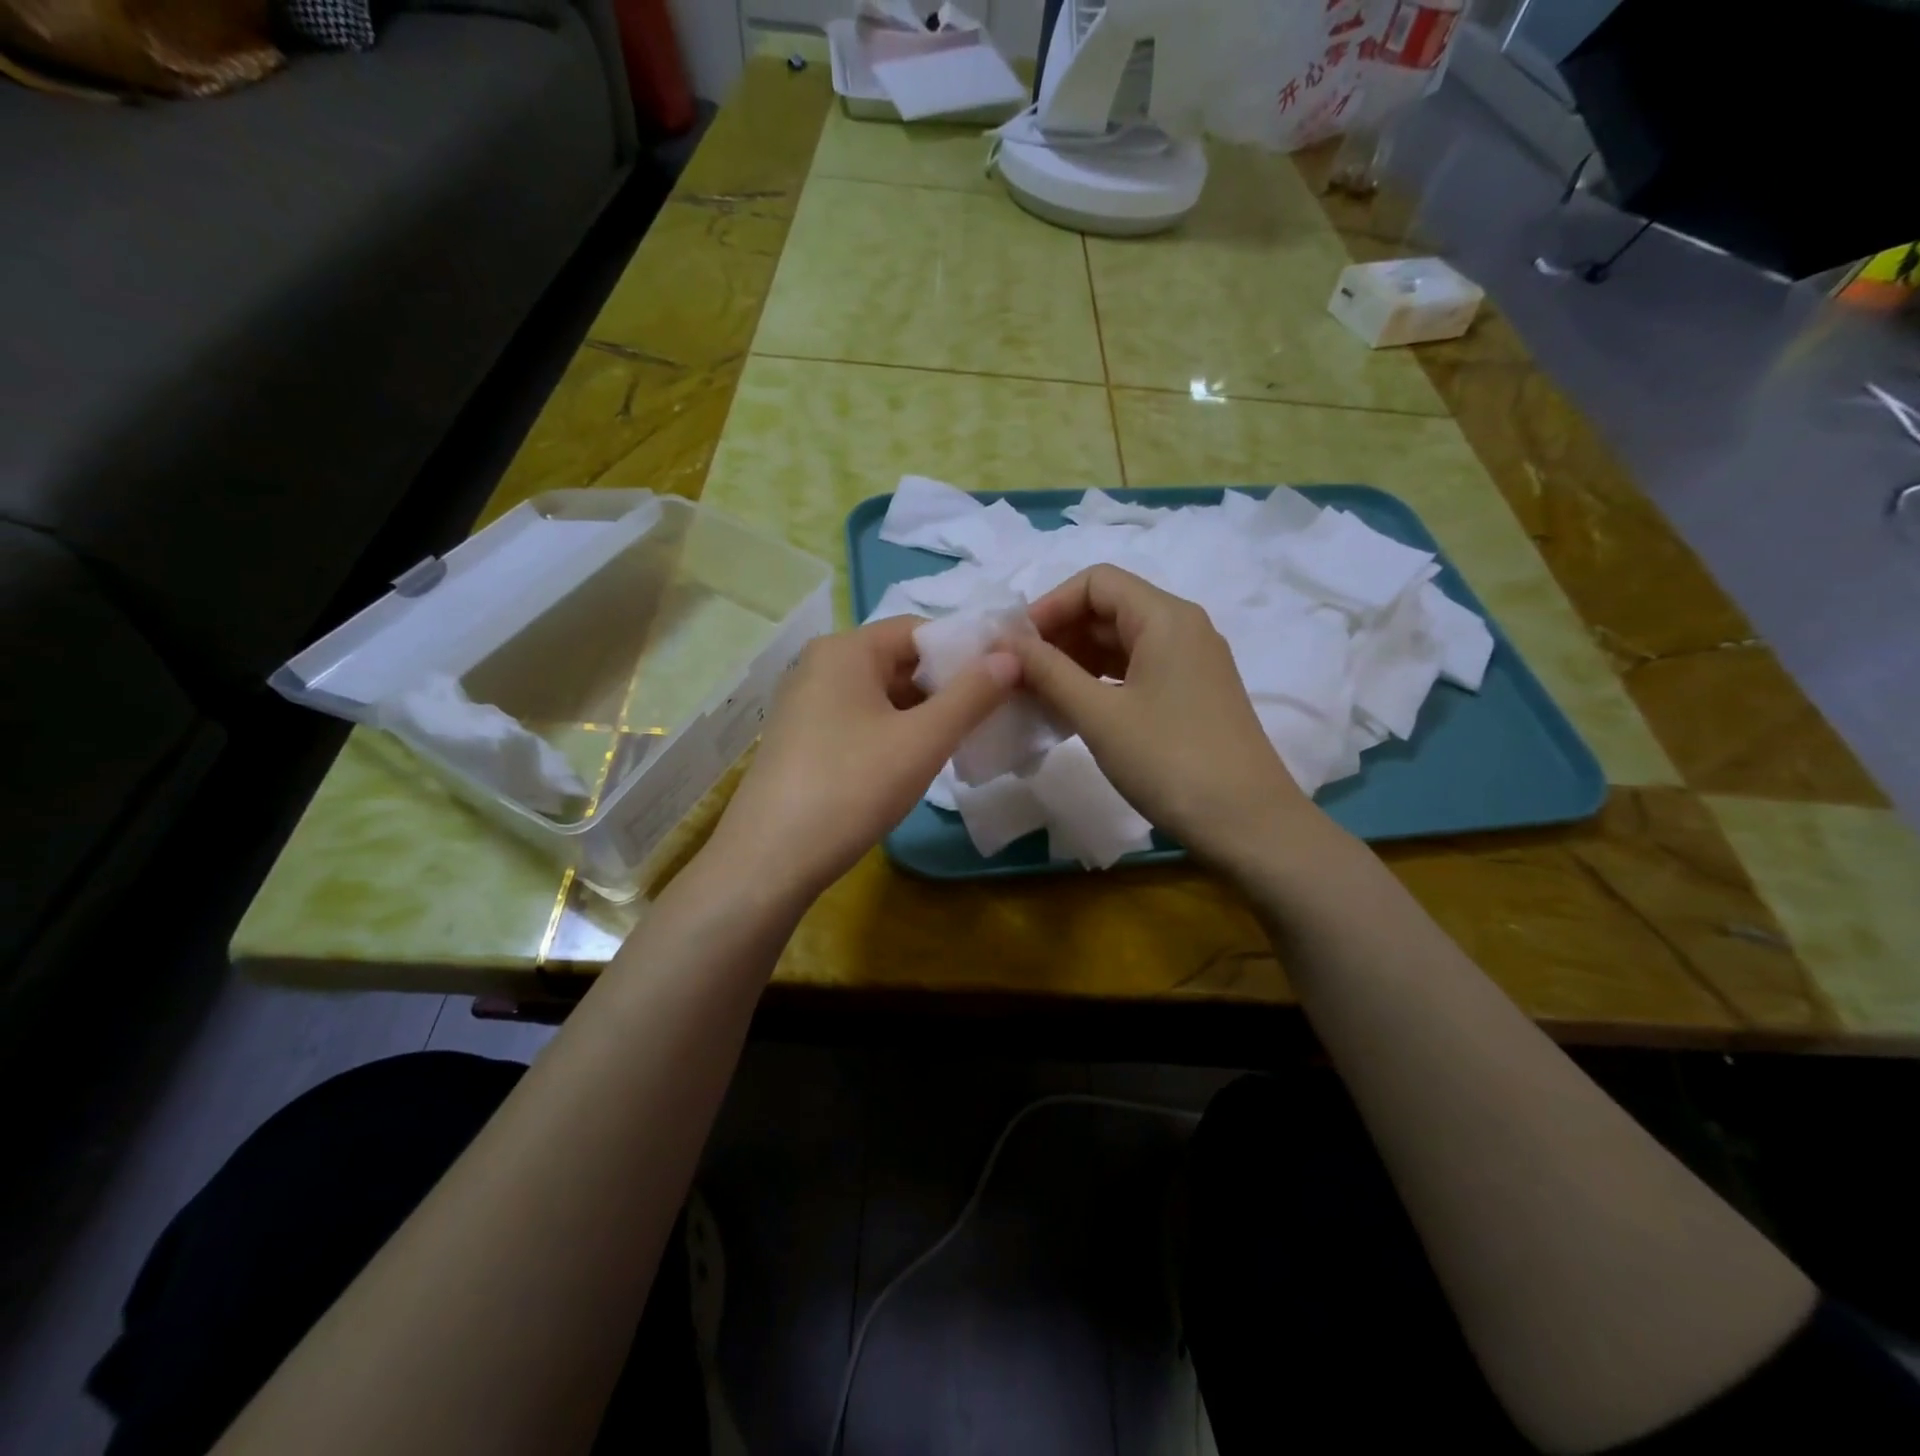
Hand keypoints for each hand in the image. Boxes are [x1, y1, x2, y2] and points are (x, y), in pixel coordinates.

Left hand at [707, 616, 1018, 901]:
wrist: (769, 860)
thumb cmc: (851, 788)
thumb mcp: (922, 740)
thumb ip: (972, 694)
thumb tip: (1011, 655)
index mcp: (846, 649)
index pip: (919, 629)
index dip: (965, 650)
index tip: (1003, 681)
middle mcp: (820, 664)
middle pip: (898, 660)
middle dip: (945, 685)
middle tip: (988, 715)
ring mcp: (805, 702)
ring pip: (880, 693)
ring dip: (921, 712)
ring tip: (958, 741)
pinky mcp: (800, 737)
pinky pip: (859, 718)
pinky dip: (892, 731)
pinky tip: (912, 762)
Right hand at [1007, 566, 1317, 869]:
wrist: (1248, 823)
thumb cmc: (1169, 761)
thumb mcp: (1100, 715)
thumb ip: (1049, 672)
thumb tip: (1006, 644)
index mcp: (1165, 617)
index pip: (1096, 582)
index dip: (1049, 605)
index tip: (1015, 645)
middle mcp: (1183, 628)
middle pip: (1108, 609)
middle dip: (1059, 635)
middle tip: (1018, 674)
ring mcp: (1191, 662)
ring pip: (1121, 642)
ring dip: (1076, 660)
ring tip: (1038, 694)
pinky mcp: (1192, 694)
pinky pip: (1137, 670)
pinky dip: (1101, 681)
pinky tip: (1074, 709)